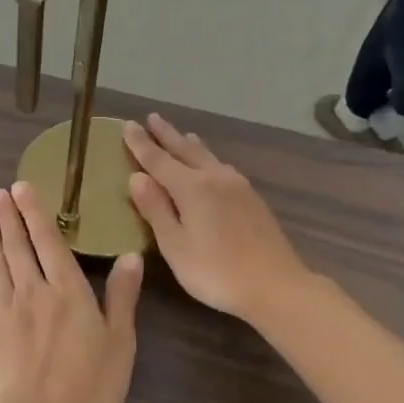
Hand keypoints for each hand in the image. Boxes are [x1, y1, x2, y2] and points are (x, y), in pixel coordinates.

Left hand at [0, 183, 142, 402]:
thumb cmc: (89, 386)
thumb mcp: (120, 341)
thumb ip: (122, 295)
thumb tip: (131, 254)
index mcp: (67, 291)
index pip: (49, 242)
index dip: (35, 213)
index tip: (22, 187)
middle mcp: (32, 291)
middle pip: (18, 247)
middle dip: (9, 217)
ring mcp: (1, 311)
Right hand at [123, 115, 310, 322]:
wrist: (276, 285)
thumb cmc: (217, 271)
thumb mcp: (175, 246)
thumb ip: (156, 209)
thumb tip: (136, 177)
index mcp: (192, 187)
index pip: (158, 159)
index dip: (140, 143)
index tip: (127, 124)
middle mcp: (215, 178)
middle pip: (186, 149)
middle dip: (167, 134)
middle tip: (152, 118)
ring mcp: (238, 186)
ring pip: (208, 156)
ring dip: (190, 144)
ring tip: (183, 133)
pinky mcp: (252, 198)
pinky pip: (221, 167)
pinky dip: (208, 158)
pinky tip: (212, 165)